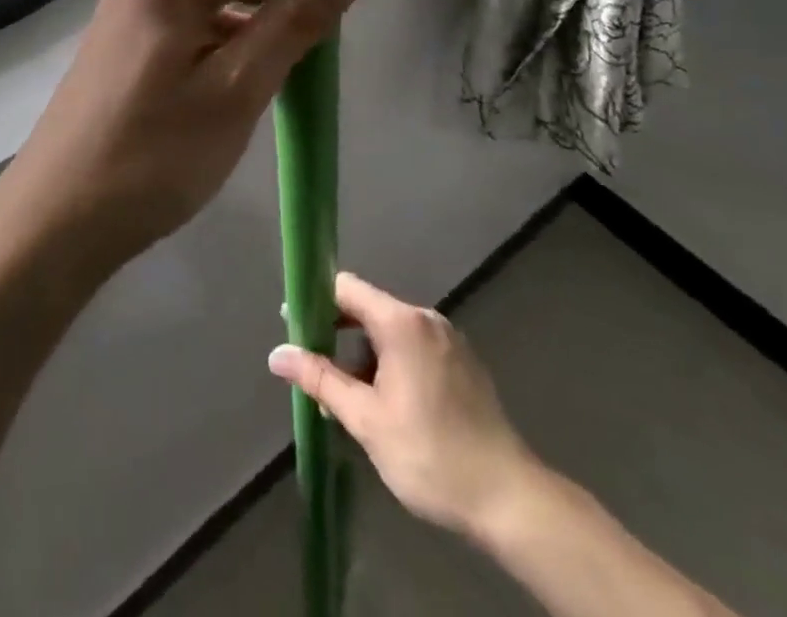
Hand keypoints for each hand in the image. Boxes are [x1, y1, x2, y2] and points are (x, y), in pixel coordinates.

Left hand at [10, 0, 366, 264]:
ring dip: (262, 0)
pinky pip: (196, 14)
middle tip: (328, 8)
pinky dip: (233, 27)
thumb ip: (294, 20)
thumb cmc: (150, 153)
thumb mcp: (235, 88)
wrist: (55, 220)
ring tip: (302, 44)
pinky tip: (257, 68)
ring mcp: (138, 9)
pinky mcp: (135, 42)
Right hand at [267, 272, 545, 540]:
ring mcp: (449, 339)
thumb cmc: (430, 455)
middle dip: (337, 335)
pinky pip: (414, 347)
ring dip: (364, 356)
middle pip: (368, 309)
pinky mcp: (463, 363)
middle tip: (315, 370)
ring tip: (347, 399)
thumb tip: (277, 354)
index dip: (315, 300)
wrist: (509, 499)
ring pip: (391, 332)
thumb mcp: (366, 419)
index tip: (293, 325)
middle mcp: (426, 318)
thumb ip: (320, 379)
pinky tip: (385, 404)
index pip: (346, 288)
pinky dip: (391, 364)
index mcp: (402, 322)